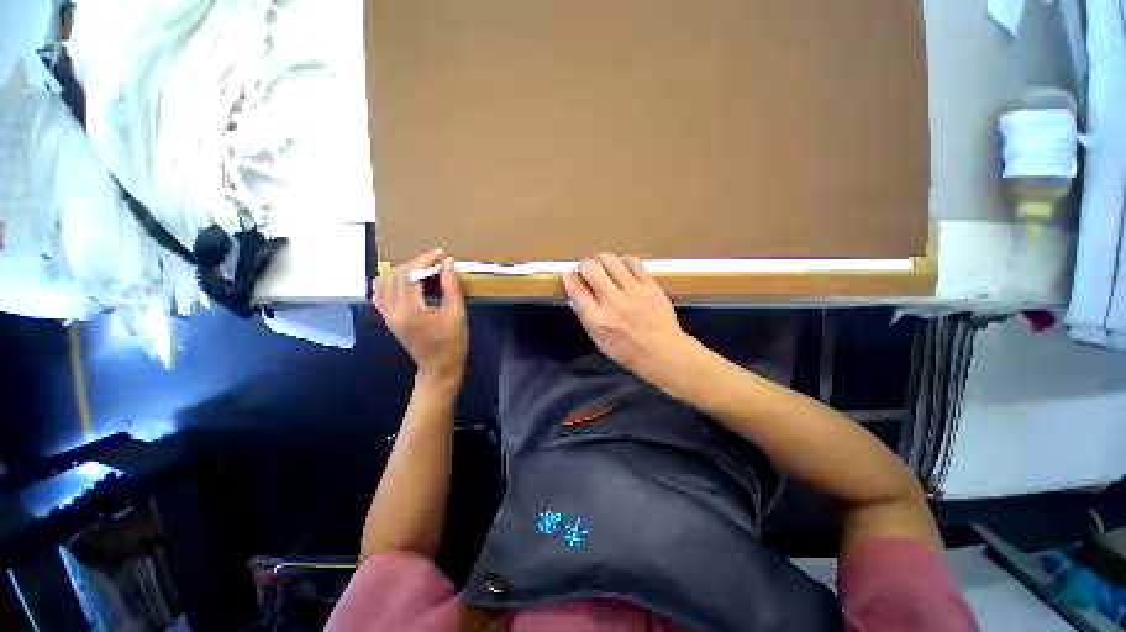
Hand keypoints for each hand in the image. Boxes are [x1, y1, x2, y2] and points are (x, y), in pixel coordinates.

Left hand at [372, 250, 467, 386]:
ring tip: (421, 271)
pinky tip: (406, 282)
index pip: (409, 275)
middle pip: (395, 276)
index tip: (439, 254)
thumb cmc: (452, 343)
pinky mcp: (388, 318)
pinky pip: (380, 293)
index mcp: (410, 310)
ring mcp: (387, 315)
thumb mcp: (457, 314)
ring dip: (401, 271)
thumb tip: (447, 262)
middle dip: (414, 263)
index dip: (424, 260)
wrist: (439, 368)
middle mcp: (392, 311)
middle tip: (434, 262)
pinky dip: (390, 282)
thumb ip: (451, 286)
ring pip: (383, 282)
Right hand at [563, 253, 696, 384]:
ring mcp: (633, 292)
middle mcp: (613, 302)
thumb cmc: (628, 351)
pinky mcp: (650, 285)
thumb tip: (576, 294)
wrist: (663, 352)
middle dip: (584, 265)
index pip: (576, 289)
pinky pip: (632, 262)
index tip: (569, 274)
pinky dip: (623, 261)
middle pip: (591, 268)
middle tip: (587, 269)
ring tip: (604, 266)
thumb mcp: (599, 340)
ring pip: (611, 260)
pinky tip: (622, 267)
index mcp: (597, 320)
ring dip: (602, 260)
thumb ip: (586, 316)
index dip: (569, 277)